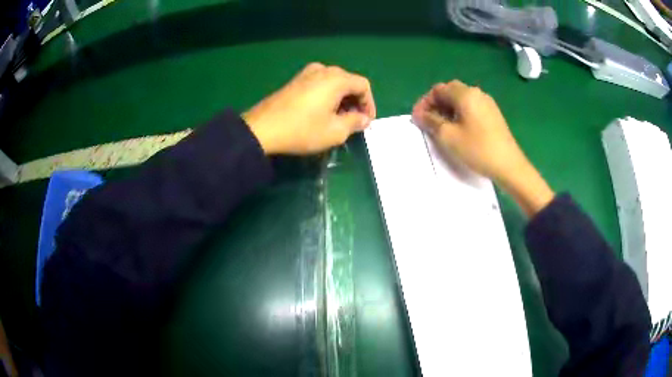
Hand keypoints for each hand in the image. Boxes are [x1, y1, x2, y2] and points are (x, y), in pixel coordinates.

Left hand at [243, 63, 375, 154]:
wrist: (263, 128)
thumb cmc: (303, 129)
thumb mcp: (335, 131)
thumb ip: (355, 122)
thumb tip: (363, 119)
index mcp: (337, 78)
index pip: (363, 86)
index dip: (369, 104)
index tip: (367, 122)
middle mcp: (323, 70)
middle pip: (349, 82)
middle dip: (355, 102)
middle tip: (354, 122)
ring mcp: (307, 73)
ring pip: (334, 83)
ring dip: (341, 99)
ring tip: (339, 119)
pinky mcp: (295, 80)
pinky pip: (320, 84)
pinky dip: (328, 96)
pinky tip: (322, 112)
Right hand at [412, 80, 553, 216]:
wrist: (509, 165)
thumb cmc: (477, 149)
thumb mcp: (449, 136)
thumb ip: (431, 121)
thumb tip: (418, 114)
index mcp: (465, 94)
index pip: (438, 90)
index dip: (425, 102)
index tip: (418, 119)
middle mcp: (476, 93)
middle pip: (450, 91)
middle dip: (436, 104)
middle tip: (428, 121)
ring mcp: (487, 103)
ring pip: (461, 99)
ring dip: (448, 109)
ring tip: (441, 127)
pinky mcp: (493, 114)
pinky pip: (471, 107)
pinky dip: (460, 113)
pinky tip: (458, 129)